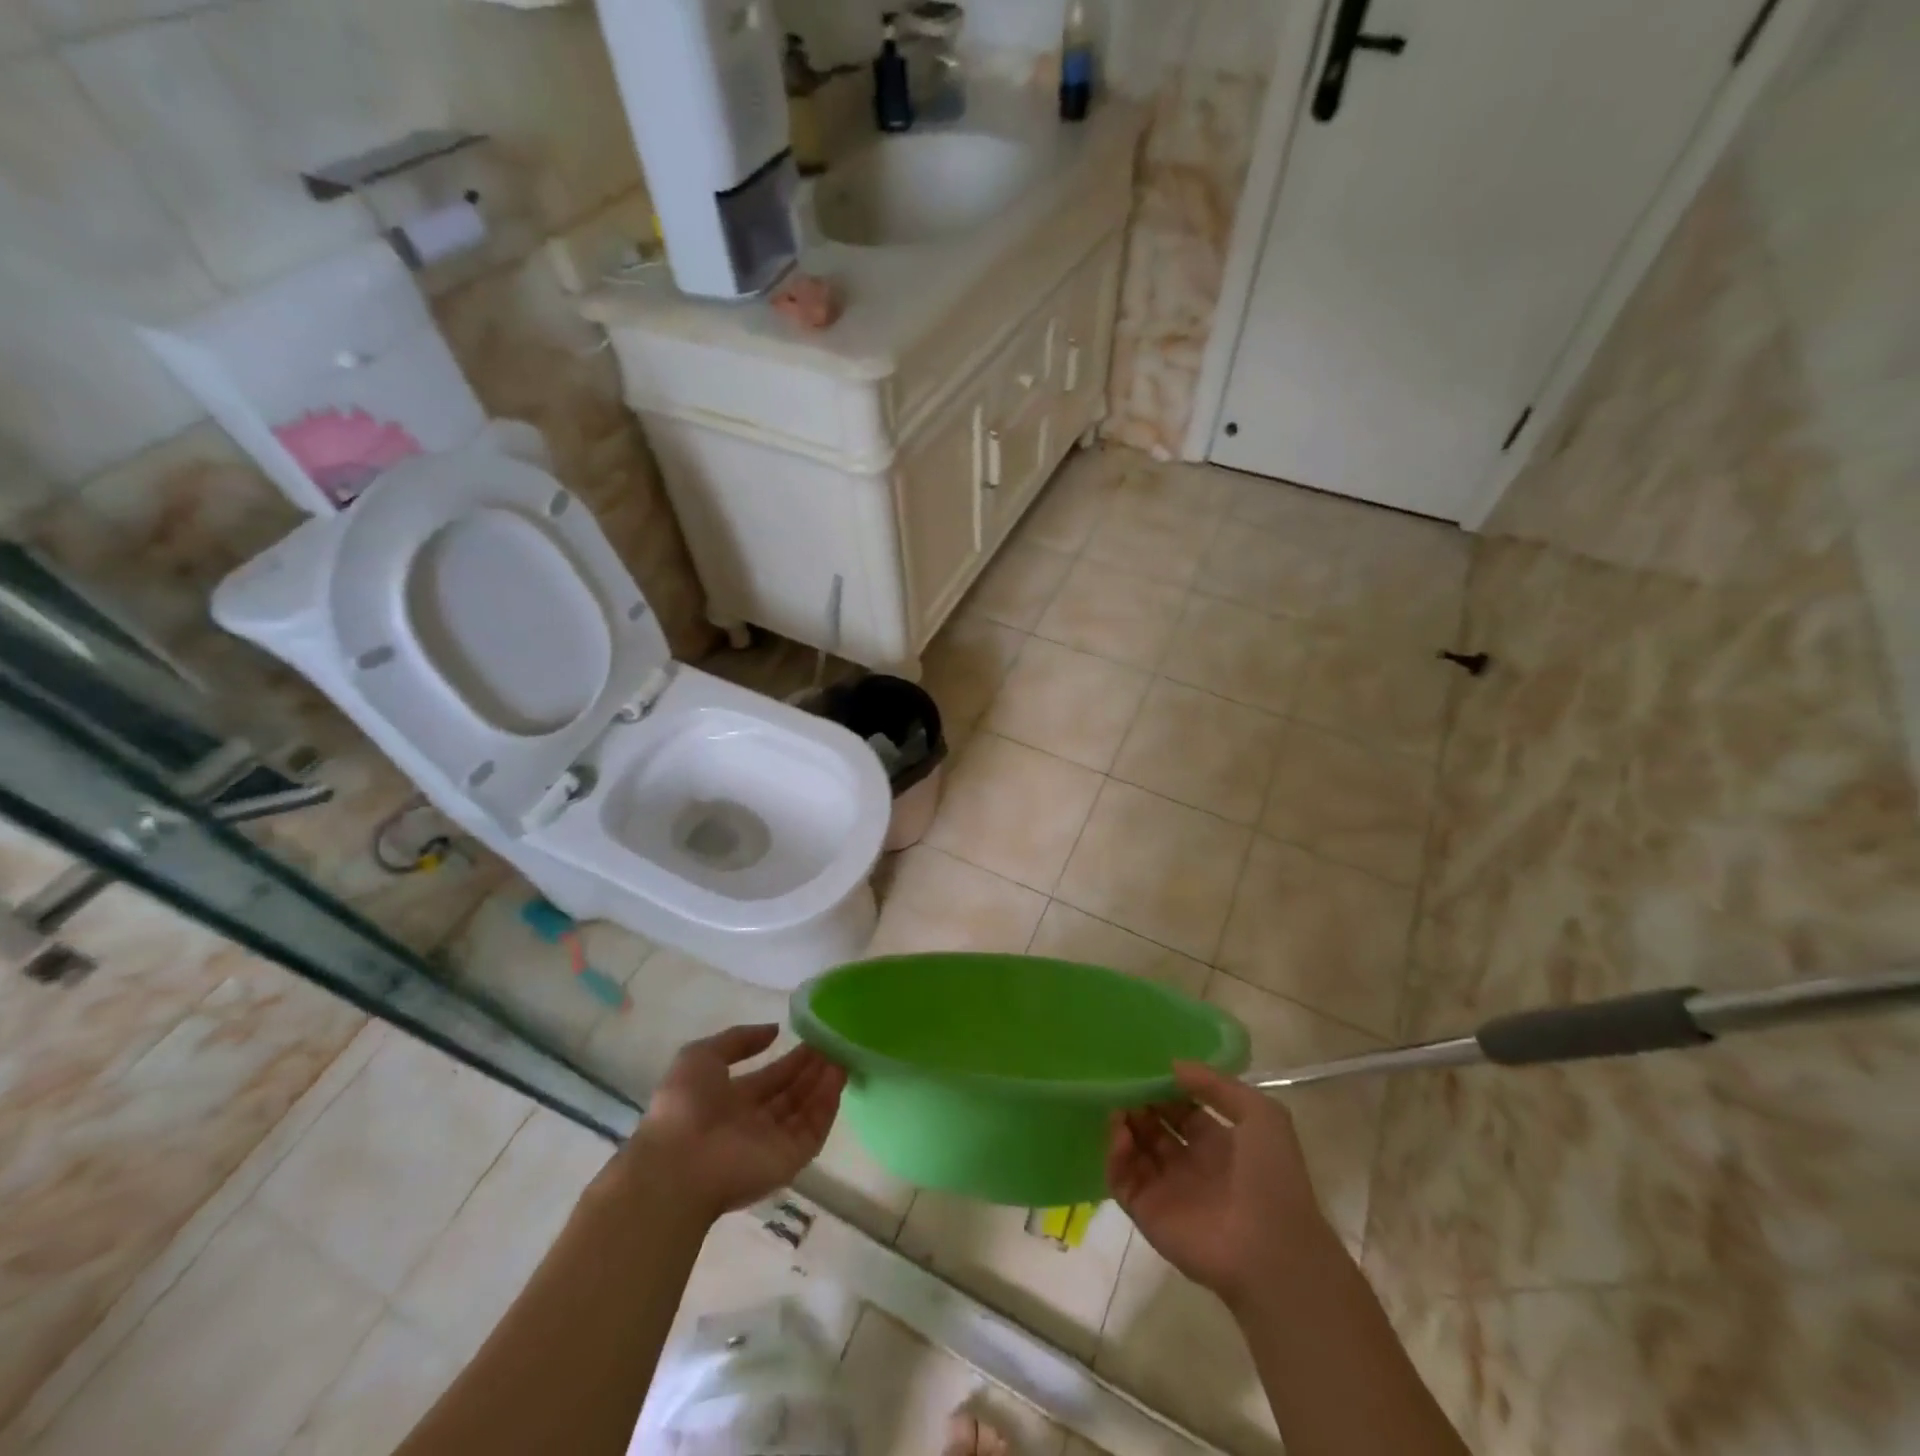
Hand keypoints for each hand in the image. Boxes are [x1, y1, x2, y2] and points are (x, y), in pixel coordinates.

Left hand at [622, 1025, 846, 1222]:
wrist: (679, 1165)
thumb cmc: (684, 1107)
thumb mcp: (701, 1056)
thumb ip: (739, 1039)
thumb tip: (774, 1030)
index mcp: (730, 1101)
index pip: (770, 1078)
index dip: (791, 1059)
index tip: (813, 1037)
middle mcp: (754, 1122)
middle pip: (792, 1093)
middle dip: (812, 1069)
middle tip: (835, 1043)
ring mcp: (773, 1142)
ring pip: (807, 1108)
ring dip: (824, 1082)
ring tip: (842, 1054)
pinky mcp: (790, 1159)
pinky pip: (814, 1128)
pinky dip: (828, 1104)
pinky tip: (837, 1076)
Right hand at [1108, 1062, 1330, 1309]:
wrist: (1273, 1254)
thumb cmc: (1271, 1179)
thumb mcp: (1261, 1114)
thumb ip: (1217, 1085)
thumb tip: (1174, 1066)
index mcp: (1217, 1144)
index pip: (1180, 1110)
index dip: (1163, 1090)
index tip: (1144, 1069)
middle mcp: (1190, 1165)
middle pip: (1152, 1127)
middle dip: (1138, 1104)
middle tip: (1124, 1085)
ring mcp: (1166, 1190)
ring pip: (1132, 1150)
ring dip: (1121, 1125)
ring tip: (1118, 1108)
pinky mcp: (1147, 1214)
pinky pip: (1120, 1179)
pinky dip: (1114, 1155)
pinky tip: (1119, 1134)